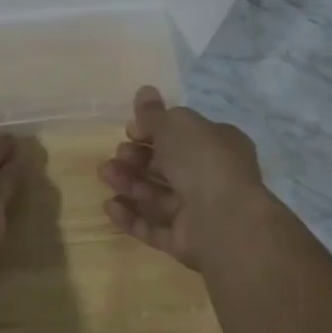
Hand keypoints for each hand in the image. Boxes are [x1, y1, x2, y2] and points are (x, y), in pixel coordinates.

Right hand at [98, 86, 270, 267]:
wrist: (225, 221)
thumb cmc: (203, 162)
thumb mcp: (176, 126)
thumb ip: (154, 113)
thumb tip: (144, 91)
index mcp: (217, 146)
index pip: (181, 136)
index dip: (153, 132)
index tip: (130, 130)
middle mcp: (210, 177)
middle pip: (165, 166)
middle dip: (136, 159)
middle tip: (118, 156)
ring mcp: (198, 212)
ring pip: (156, 196)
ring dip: (128, 183)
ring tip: (106, 176)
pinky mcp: (184, 240)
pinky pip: (153, 226)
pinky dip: (131, 216)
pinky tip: (110, 206)